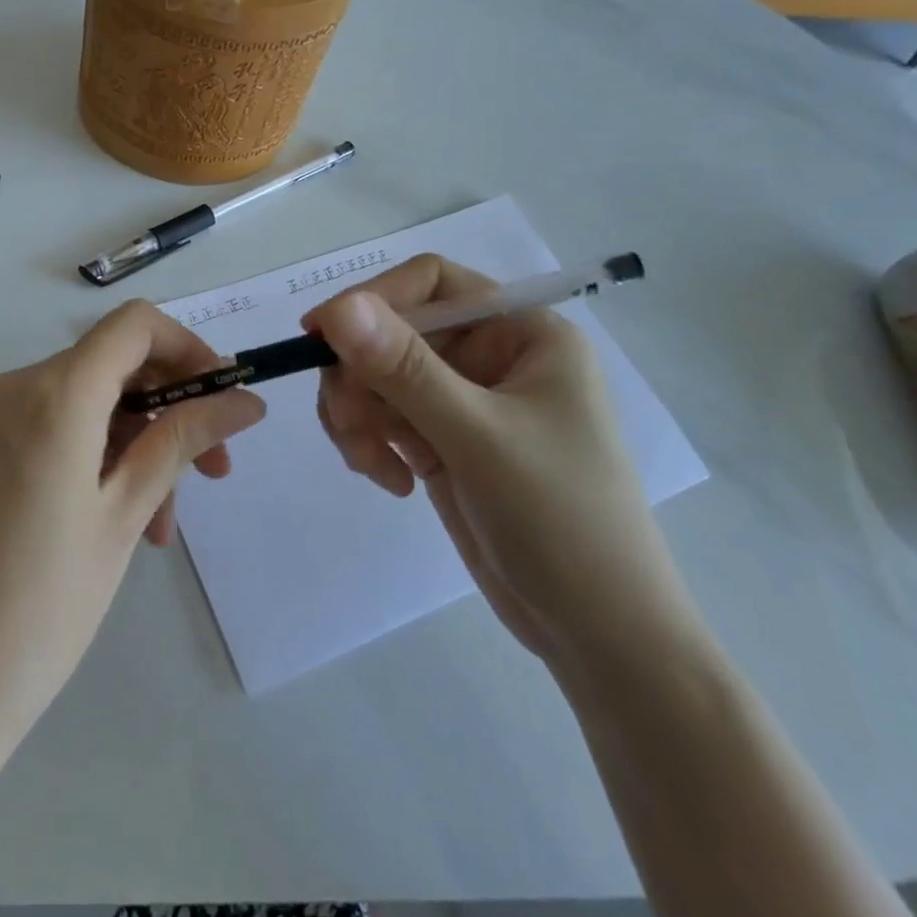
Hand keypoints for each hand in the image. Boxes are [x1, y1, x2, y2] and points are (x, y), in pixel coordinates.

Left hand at [0, 300, 264, 744]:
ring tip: (160, 527)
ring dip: (138, 446)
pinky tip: (119, 524)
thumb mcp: (123, 516)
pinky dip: (99, 459)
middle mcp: (17, 388)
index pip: (136, 325)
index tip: (224, 401)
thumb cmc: (40, 606)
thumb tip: (244, 400)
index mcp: (53, 392)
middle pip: (115, 365)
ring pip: (90, 405)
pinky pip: (57, 431)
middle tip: (214, 474)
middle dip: (172, 409)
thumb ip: (182, 443)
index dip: (190, 349)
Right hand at [304, 257, 705, 680]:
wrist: (598, 633)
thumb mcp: (479, 438)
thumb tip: (337, 308)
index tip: (318, 338)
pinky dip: (369, 442)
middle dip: (360, 376)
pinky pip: (381, 417)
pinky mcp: (441, 441)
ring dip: (358, 415)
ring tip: (370, 463)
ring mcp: (463, 401)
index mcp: (522, 333)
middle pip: (392, 332)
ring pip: (376, 376)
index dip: (371, 300)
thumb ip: (405, 369)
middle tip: (350, 425)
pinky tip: (391, 481)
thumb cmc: (562, 522)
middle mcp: (490, 356)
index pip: (430, 283)